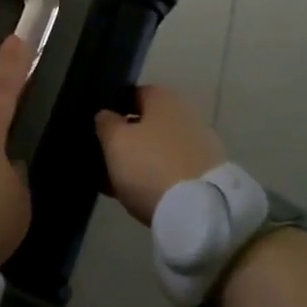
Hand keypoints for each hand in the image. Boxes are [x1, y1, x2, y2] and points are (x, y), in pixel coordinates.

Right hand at [94, 86, 226, 225]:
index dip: (112, 111)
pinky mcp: (208, 173)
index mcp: (163, 97)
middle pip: (146, 124)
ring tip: (117, 184)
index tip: (97, 130)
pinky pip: (173, 170)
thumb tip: (107, 115)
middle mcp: (185, 113)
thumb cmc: (151, 166)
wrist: (200, 212)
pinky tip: (140, 196)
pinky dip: (157, 178)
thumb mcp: (116, 142)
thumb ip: (106, 123)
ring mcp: (200, 144)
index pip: (131, 95)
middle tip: (104, 160)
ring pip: (159, 149)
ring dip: (140, 162)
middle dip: (126, 140)